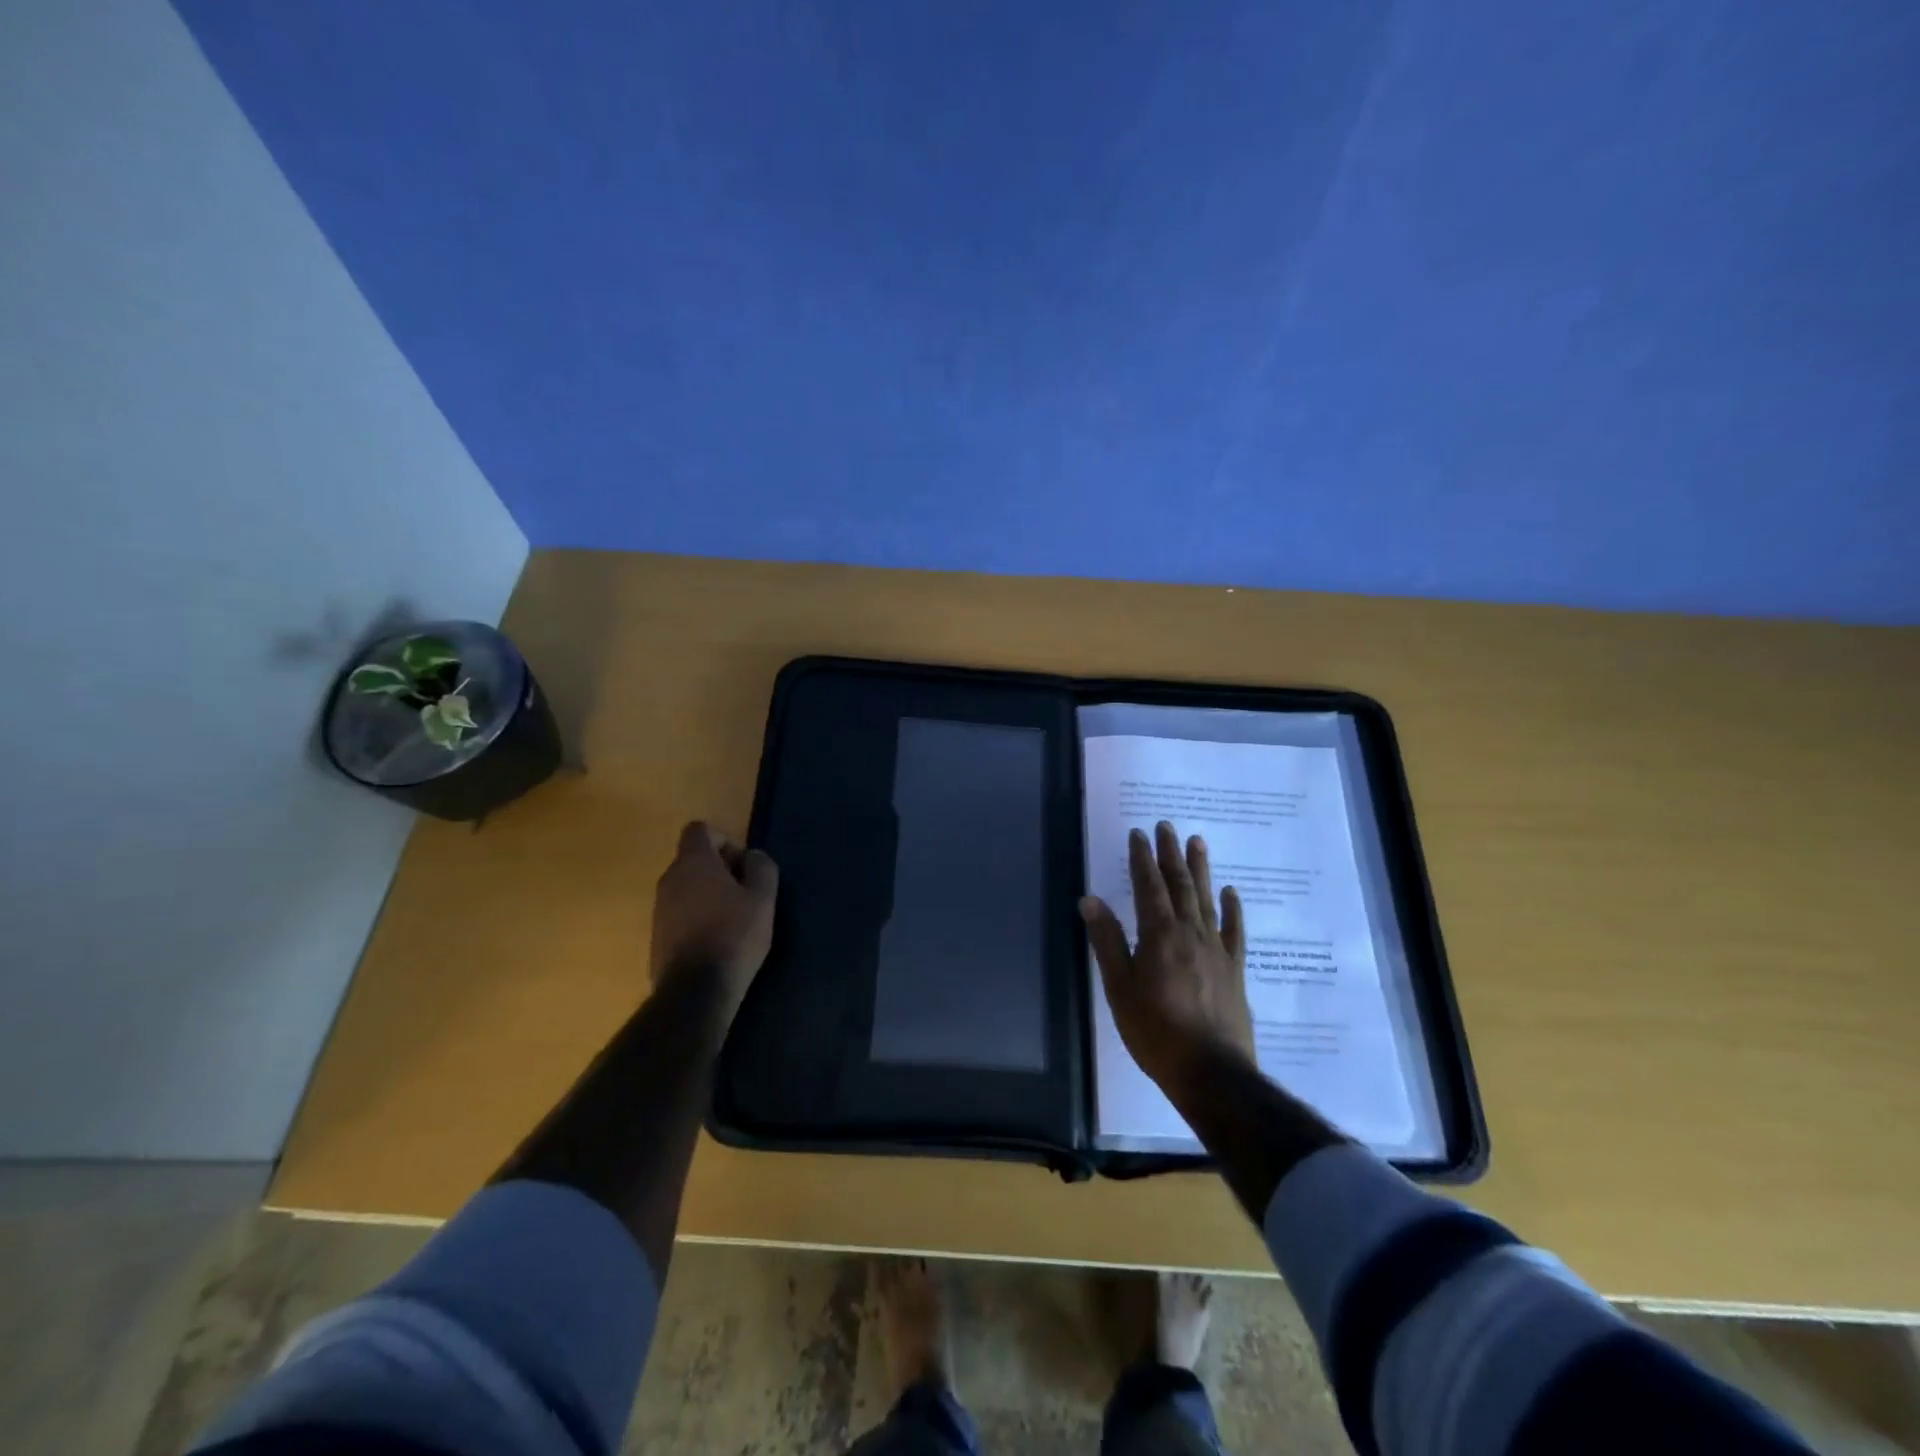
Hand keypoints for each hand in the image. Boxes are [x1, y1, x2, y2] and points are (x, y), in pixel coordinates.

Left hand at [650, 821, 778, 1015]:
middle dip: (719, 869)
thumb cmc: (734, 935)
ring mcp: (659, 909)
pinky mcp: (656, 936)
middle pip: (693, 859)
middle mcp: (669, 879)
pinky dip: (696, 917)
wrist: (695, 991)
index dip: (724, 839)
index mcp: (693, 863)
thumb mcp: (763, 898)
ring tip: (733, 919)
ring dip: (707, 894)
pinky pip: (679, 913)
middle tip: (745, 893)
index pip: (699, 829)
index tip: (742, 864)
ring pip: (686, 888)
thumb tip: (752, 856)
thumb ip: (761, 867)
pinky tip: (716, 941)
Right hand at [1080, 821, 1254, 1094]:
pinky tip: (1231, 891)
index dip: (1142, 858)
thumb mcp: (1119, 987)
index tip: (1138, 833)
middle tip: (1166, 826)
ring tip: (1197, 842)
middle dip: (1170, 853)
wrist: (1211, 1071)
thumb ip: (1107, 941)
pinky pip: (1234, 930)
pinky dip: (1232, 908)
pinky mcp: (1235, 968)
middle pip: (1179, 884)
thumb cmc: (1154, 1031)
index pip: (1148, 886)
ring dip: (1200, 869)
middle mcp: (1190, 932)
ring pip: (1207, 899)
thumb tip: (1090, 899)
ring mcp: (1216, 949)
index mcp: (1158, 935)